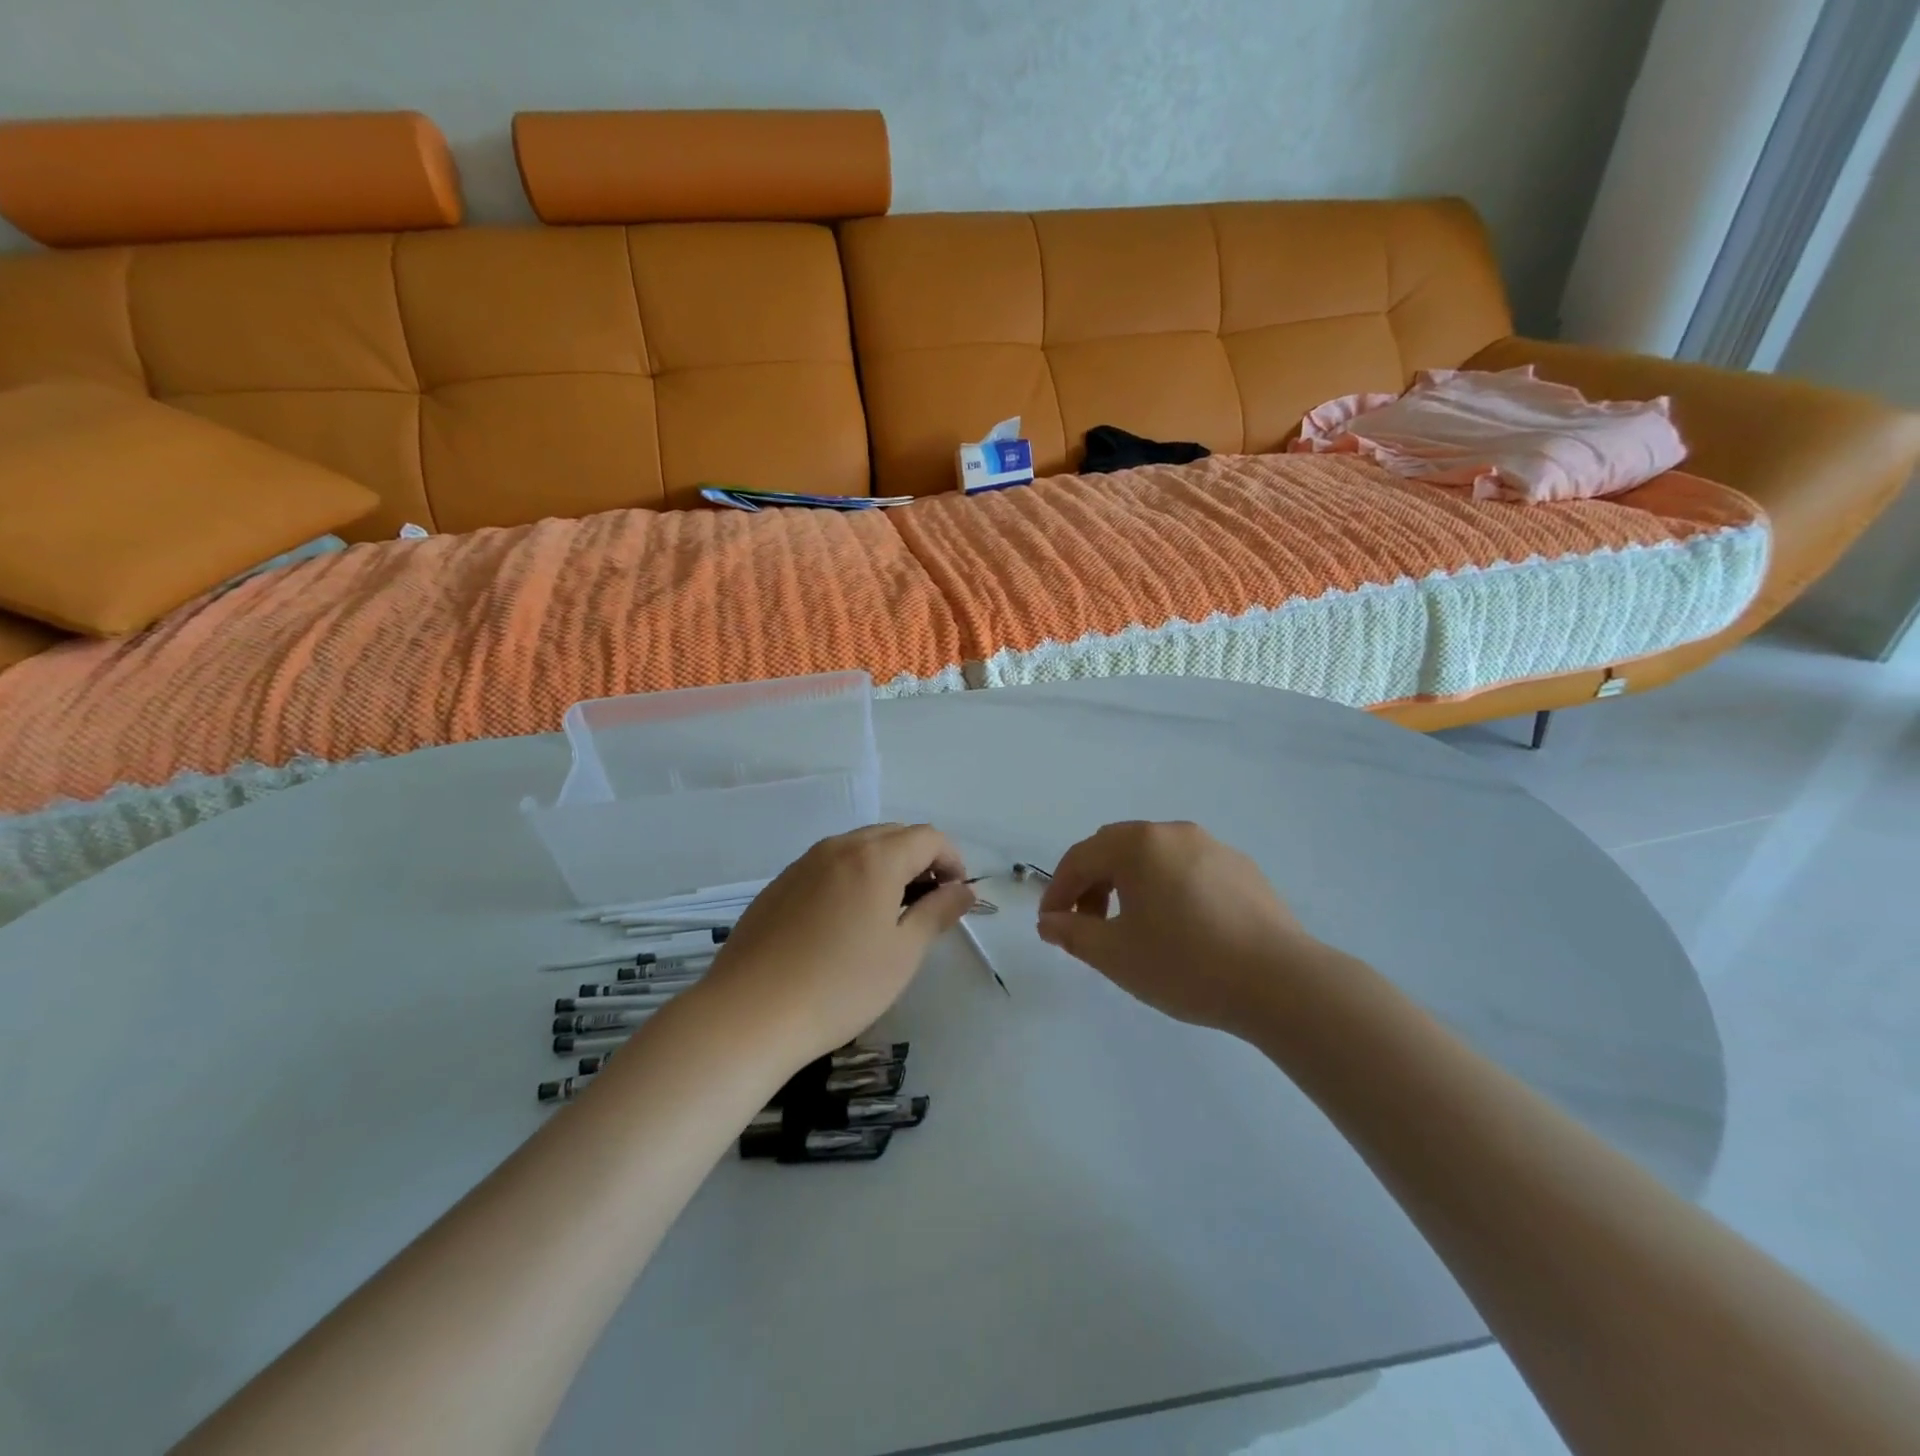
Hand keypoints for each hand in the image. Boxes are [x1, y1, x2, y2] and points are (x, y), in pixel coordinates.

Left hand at [694, 824, 974, 1067]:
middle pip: (893, 835)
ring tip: (888, 915)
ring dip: (885, 867)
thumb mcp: (903, 954)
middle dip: (920, 860)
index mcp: (875, 858)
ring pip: (858, 847)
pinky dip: (851, 878)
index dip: (952, 860)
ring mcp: (803, 863)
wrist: (749, 1014)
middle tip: (927, 906)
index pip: (928, 837)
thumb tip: (963, 891)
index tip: (956, 897)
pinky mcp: (779, 884)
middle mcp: (839, 847)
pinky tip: (844, 923)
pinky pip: (828, 865)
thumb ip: (938, 913)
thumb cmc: (840, 987)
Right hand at [1037, 821, 1320, 1034]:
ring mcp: (1213, 846)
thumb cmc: (1185, 964)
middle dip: (1092, 883)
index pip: (1080, 858)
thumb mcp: (1116, 955)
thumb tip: (1050, 922)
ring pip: (1154, 857)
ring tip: (1132, 927)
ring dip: (1129, 884)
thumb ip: (1072, 933)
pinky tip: (1180, 927)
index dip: (1057, 891)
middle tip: (1088, 925)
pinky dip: (1166, 888)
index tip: (1051, 926)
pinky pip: (1187, 868)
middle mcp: (1173, 833)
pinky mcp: (1242, 868)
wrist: (1281, 983)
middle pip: (1115, 849)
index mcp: (1138, 845)